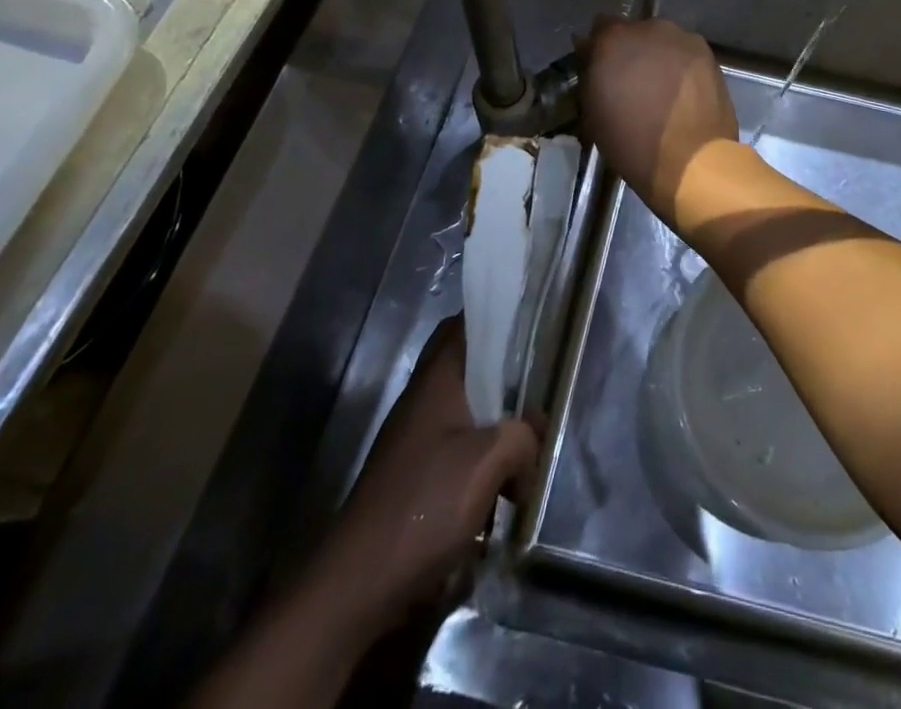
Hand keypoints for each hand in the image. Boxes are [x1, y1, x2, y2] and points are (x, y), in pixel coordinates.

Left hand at [315, 315, 539, 637]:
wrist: (356, 586)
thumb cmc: (424, 507)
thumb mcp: (489, 461)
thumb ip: (522, 436)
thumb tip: (531, 443)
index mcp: (437, 381)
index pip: (464, 324)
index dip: (496, 314)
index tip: (533, 319)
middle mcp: (423, 402)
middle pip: (471, 370)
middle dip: (508, 378)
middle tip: (543, 387)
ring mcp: (416, 441)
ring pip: (469, 414)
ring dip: (500, 427)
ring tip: (534, 447)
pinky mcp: (416, 479)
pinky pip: (460, 452)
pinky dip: (485, 462)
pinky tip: (506, 492)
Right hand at [578, 16, 738, 222]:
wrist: (691, 160)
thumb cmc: (631, 142)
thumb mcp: (592, 112)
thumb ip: (591, 76)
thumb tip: (592, 59)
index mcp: (612, 39)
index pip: (599, 28)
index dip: (599, 49)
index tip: (600, 70)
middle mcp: (647, 28)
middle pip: (633, 32)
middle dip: (630, 51)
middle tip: (631, 80)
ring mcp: (681, 38)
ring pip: (662, 41)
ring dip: (657, 56)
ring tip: (660, 88)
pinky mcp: (707, 53)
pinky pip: (685, 53)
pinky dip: (680, 66)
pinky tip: (682, 91)